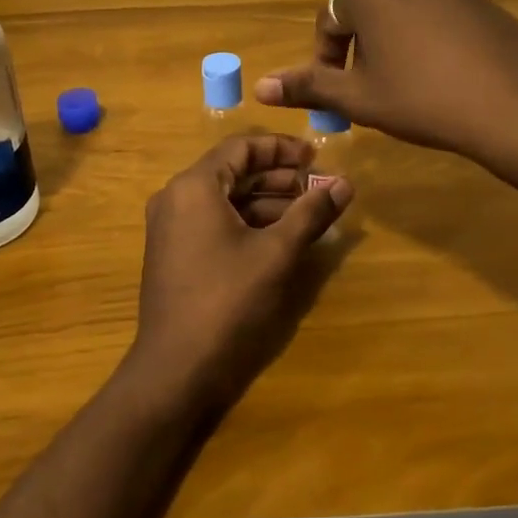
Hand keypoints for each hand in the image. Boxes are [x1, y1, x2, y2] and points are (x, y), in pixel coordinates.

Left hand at [127, 135, 353, 413]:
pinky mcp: (175, 253)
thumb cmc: (227, 301)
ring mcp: (172, 226)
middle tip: (319, 187)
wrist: (176, 369)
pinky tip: (282, 236)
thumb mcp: (276, 253)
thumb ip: (311, 213)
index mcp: (195, 186)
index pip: (242, 147)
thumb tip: (346, 183)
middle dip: (279, 177)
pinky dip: (248, 222)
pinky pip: (215, 221)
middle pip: (234, 172)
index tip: (316, 157)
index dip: (282, 149)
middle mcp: (177, 197)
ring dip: (268, 201)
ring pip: (226, 199)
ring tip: (310, 211)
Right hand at [254, 0, 517, 173]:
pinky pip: (437, 11)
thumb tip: (260, 87)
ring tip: (406, 84)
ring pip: (402, 10)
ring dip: (393, 42)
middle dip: (360, 49)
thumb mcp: (359, 98)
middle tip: (371, 92)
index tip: (338, 95)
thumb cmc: (424, 100)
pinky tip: (443, 73)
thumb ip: (308, 86)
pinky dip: (427, 36)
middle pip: (366, 10)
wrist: (516, 105)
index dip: (326, 60)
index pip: (329, 21)